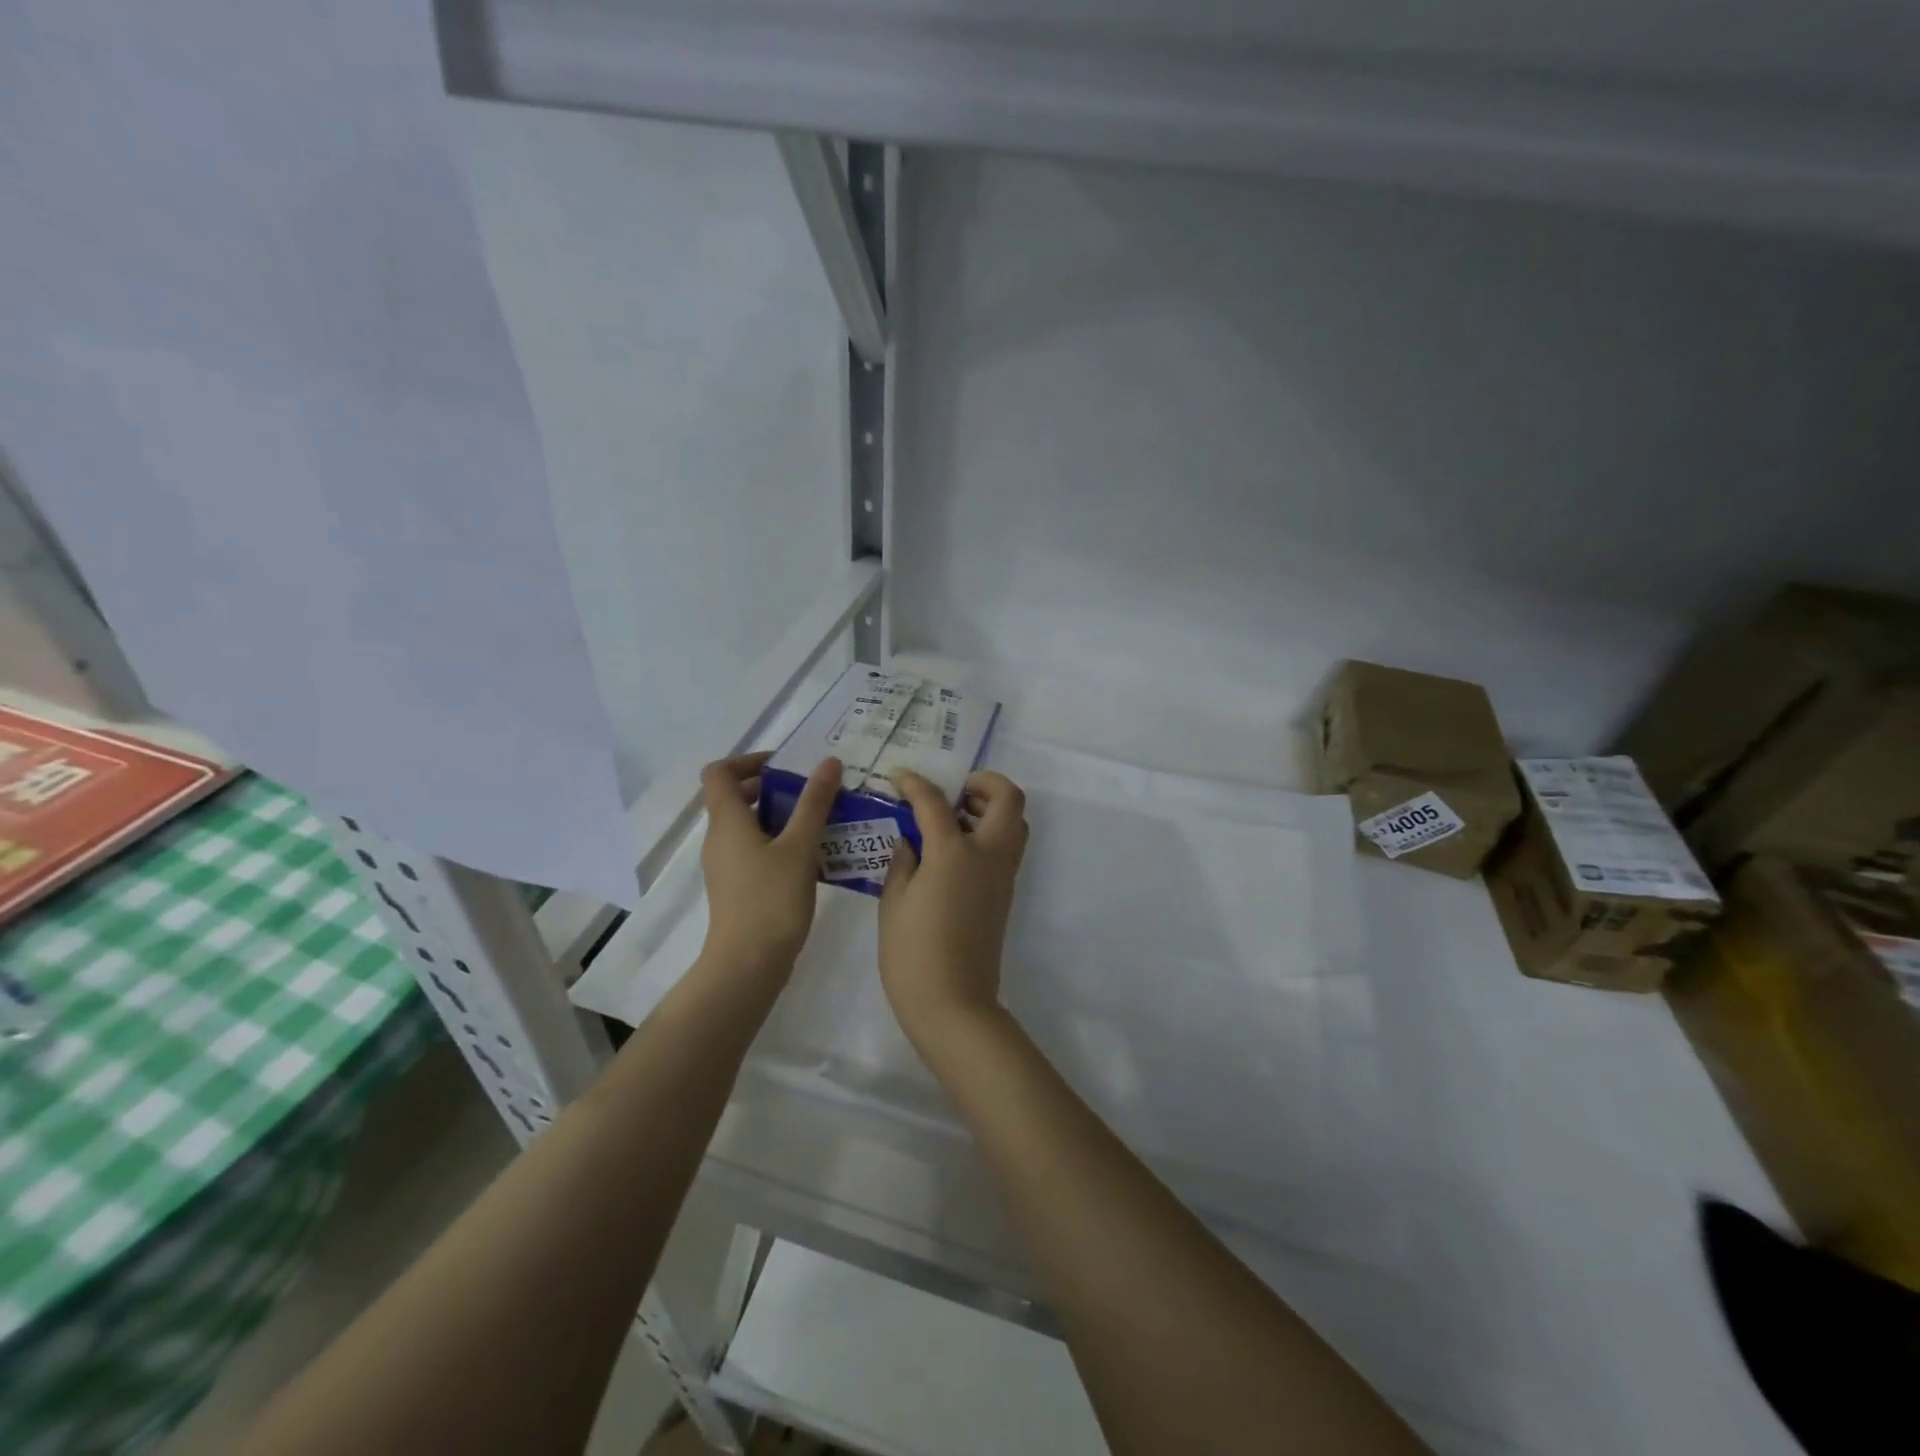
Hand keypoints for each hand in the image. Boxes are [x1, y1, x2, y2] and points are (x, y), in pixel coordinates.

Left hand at [699, 752, 841, 980]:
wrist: (748, 964)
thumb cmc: (771, 899)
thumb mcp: (800, 846)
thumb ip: (814, 802)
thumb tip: (829, 762)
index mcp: (727, 821)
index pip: (720, 772)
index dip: (748, 760)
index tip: (785, 765)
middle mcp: (720, 838)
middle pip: (736, 797)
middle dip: (774, 787)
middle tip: (813, 790)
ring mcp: (727, 865)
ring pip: (749, 825)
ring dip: (781, 815)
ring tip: (822, 819)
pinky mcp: (738, 887)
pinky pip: (756, 850)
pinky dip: (780, 842)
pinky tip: (814, 854)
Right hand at [879, 770, 1029, 1046]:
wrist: (954, 1004)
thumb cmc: (913, 954)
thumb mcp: (893, 903)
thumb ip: (902, 862)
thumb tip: (910, 841)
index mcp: (953, 852)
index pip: (935, 801)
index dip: (915, 783)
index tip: (899, 777)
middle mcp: (987, 854)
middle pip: (1008, 797)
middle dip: (983, 783)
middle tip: (952, 793)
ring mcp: (1002, 874)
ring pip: (1016, 821)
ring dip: (991, 808)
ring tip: (953, 819)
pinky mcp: (1006, 893)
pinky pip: (1007, 847)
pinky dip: (990, 833)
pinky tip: (954, 851)